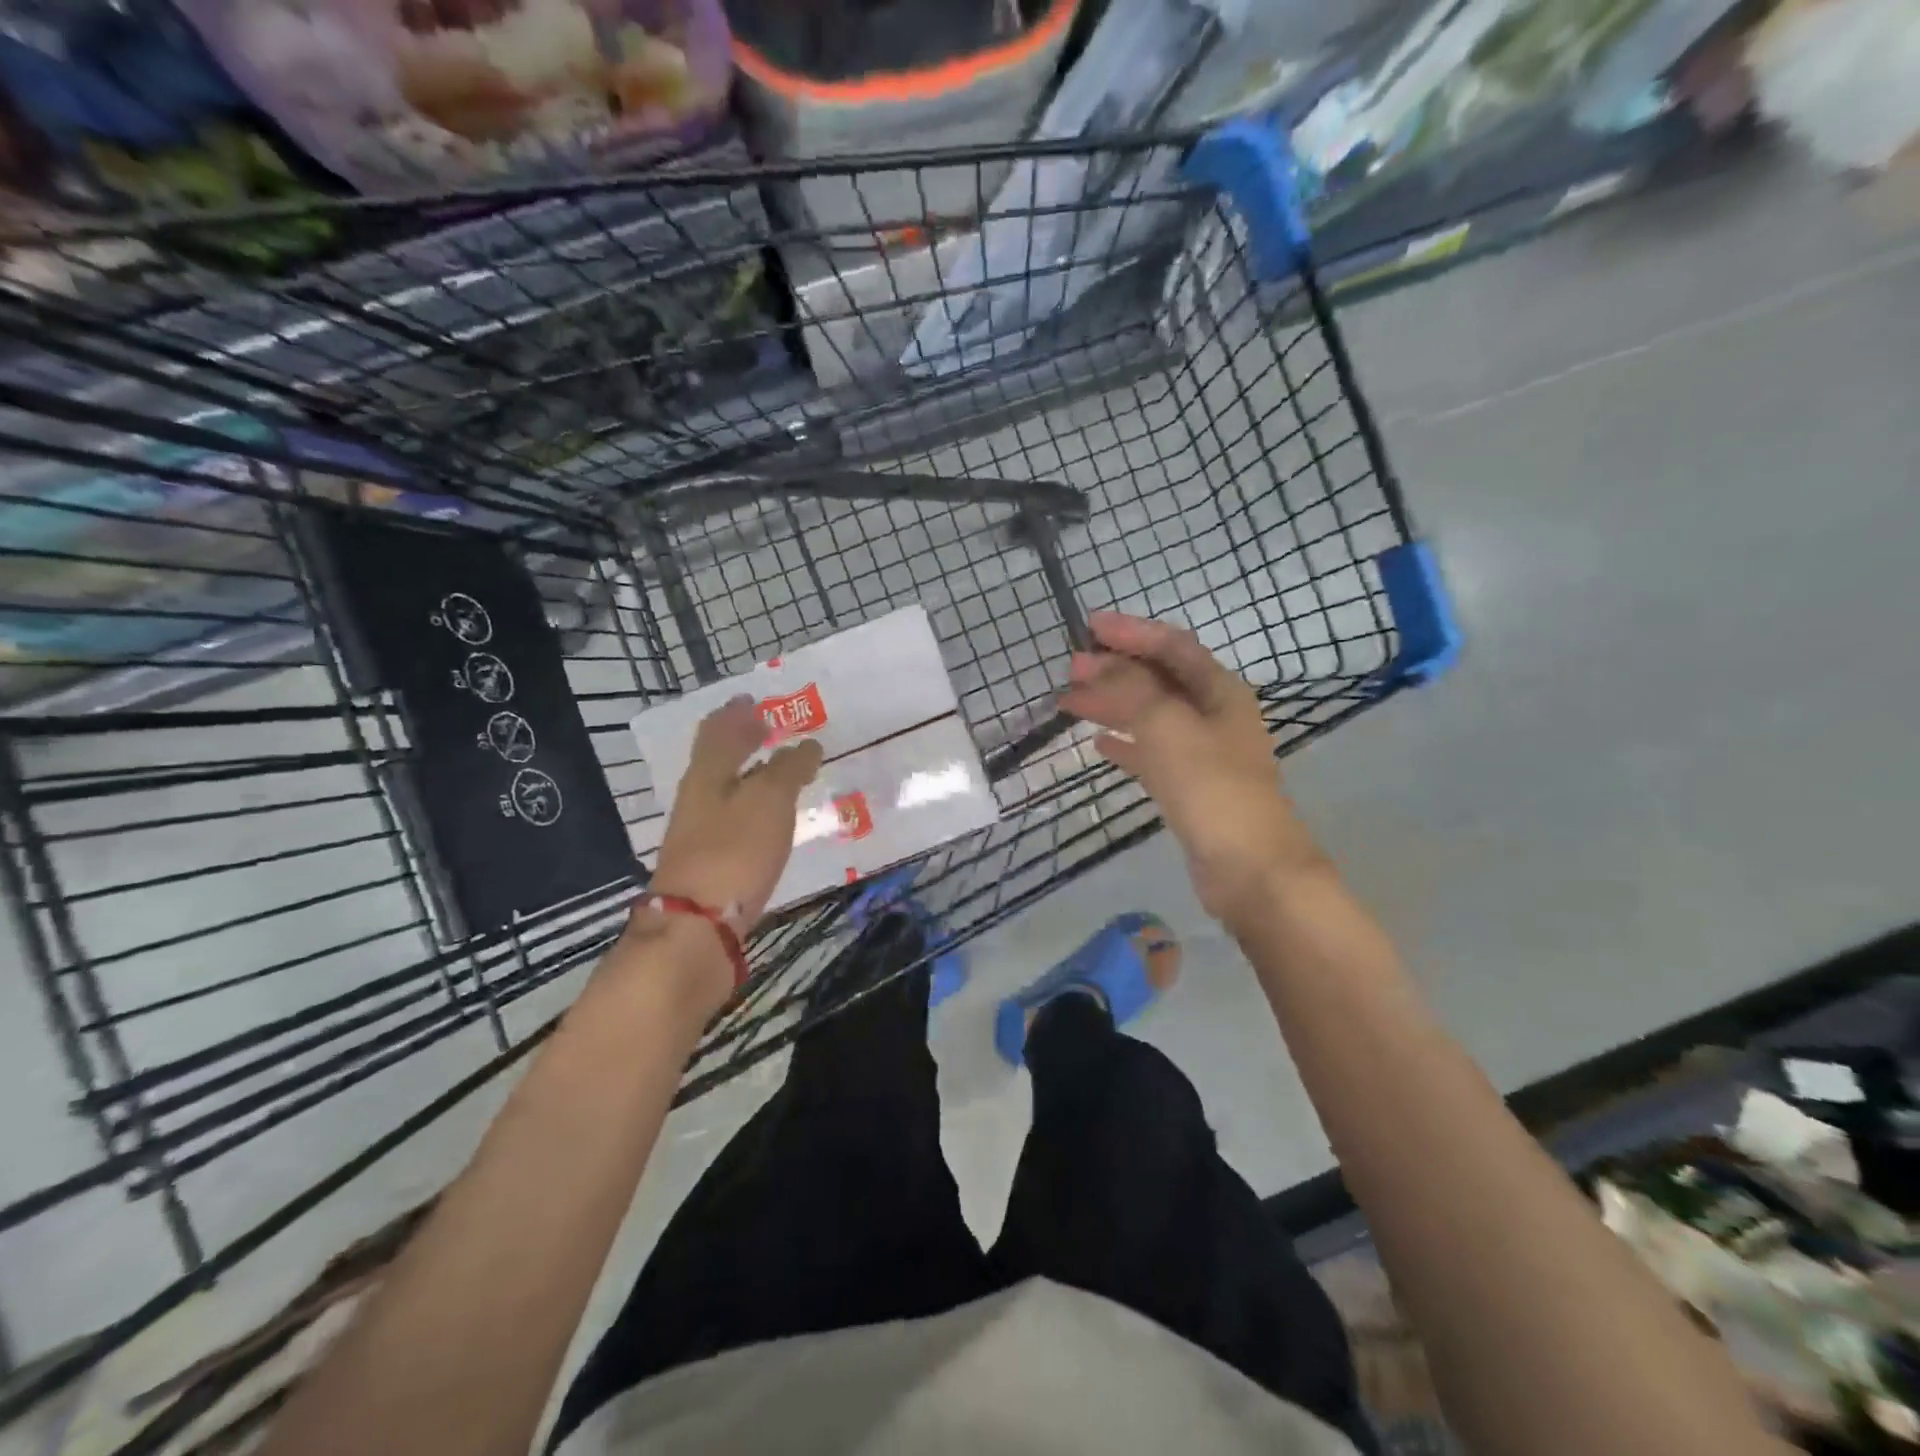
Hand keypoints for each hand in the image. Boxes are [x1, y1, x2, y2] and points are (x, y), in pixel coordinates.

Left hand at [644, 694, 822, 931]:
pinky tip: (770, 816)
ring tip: (777, 769)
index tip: (753, 700)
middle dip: (740, 740)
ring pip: (726, 789)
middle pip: (717, 759)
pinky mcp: (712, 863)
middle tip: (767, 728)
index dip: (735, 713)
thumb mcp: (769, 801)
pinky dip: (753, 805)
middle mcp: (699, 798)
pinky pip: (734, 818)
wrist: (697, 927)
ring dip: (749, 773)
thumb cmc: (734, 851)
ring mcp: (701, 833)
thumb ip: (788, 769)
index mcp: (708, 774)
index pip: (718, 731)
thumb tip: (807, 745)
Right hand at [1058, 612, 1326, 922]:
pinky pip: (1151, 753)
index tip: (1089, 626)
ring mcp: (1202, 752)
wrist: (1249, 867)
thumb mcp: (1167, 725)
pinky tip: (1097, 744)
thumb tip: (1096, 666)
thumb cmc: (1211, 786)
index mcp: (1218, 690)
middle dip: (1114, 670)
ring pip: (1150, 716)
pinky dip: (1125, 744)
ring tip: (1070, 703)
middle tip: (1070, 668)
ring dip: (1112, 705)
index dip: (1131, 632)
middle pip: (1159, 679)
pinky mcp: (1190, 786)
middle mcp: (1213, 714)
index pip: (1172, 646)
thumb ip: (1130, 689)